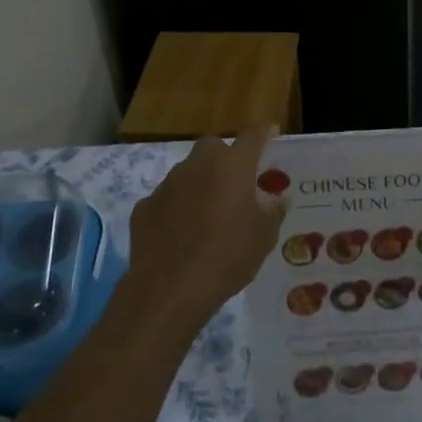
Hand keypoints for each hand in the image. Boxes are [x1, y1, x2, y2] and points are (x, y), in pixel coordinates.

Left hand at [126, 126, 284, 334]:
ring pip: (188, 171)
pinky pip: (166, 198)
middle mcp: (198, 165)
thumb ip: (273, 211)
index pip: (252, 137)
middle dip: (225, 157)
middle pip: (214, 146)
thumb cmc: (227, 256)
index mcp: (232, 166)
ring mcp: (167, 184)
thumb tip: (277, 199)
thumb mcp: (263, 237)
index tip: (271, 132)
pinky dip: (176, 207)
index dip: (264, 133)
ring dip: (199, 182)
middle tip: (236, 180)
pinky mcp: (145, 207)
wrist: (169, 289)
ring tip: (208, 211)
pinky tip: (180, 231)